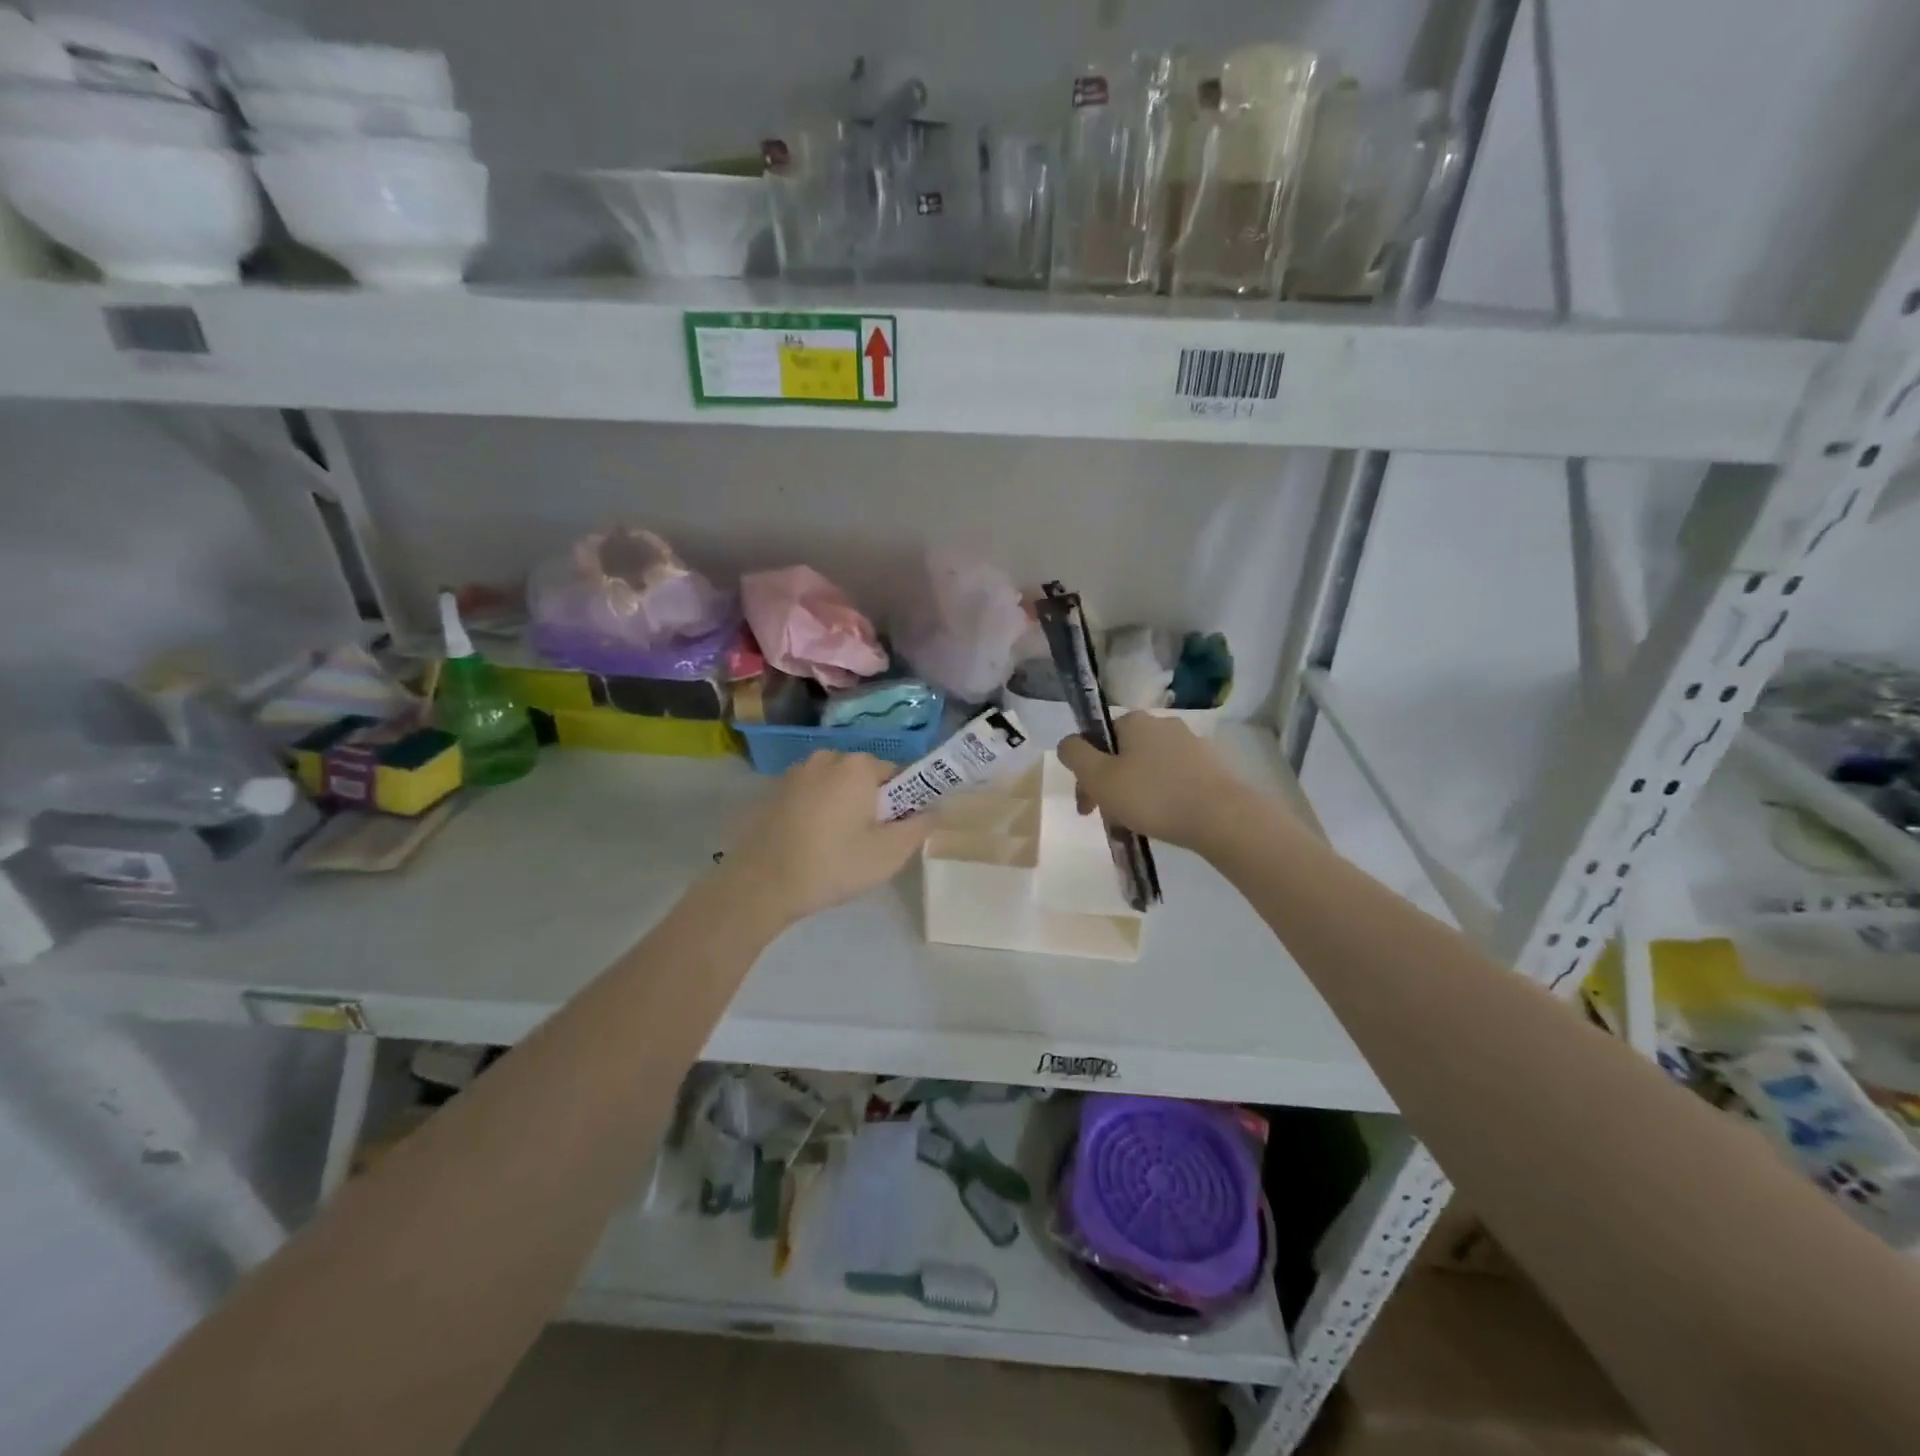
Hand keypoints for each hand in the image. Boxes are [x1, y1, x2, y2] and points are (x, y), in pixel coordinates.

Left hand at [723, 751, 933, 923]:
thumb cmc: (833, 865)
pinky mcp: (774, 790)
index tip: (894, 834)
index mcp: (857, 765)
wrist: (760, 885)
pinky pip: (811, 795)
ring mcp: (796, 772)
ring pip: (836, 786)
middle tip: (867, 844)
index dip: (902, 805)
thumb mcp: (889, 853)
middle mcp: (827, 757)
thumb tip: (936, 808)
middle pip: (865, 778)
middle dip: (871, 804)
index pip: (898, 775)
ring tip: (836, 847)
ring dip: (843, 808)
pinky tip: (810, 844)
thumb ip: (920, 826)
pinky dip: (817, 812)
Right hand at [1056, 713, 1240, 850]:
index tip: (1087, 806)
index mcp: (1135, 720)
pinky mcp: (1211, 768)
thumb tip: (1068, 743)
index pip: (1097, 740)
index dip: (1085, 773)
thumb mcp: (1099, 777)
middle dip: (1109, 786)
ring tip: (1135, 825)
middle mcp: (1164, 725)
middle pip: (1121, 755)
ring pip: (1147, 770)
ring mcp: (1191, 745)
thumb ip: (1075, 755)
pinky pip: (1172, 781)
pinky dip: (1161, 798)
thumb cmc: (1152, 796)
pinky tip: (1162, 822)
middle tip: (1109, 819)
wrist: (1222, 818)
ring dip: (1134, 794)